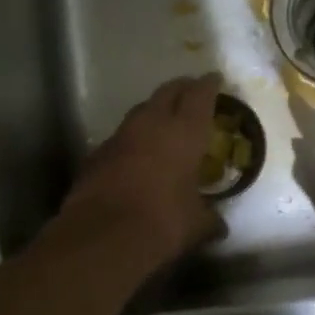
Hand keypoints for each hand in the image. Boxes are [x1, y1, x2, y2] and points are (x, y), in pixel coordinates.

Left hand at [56, 75, 224, 275]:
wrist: (102, 236)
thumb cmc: (163, 223)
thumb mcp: (196, 225)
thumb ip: (209, 219)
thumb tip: (218, 226)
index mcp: (184, 132)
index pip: (200, 95)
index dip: (209, 85)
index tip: (214, 78)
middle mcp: (151, 124)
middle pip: (167, 92)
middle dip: (182, 88)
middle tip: (192, 90)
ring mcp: (120, 137)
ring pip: (141, 111)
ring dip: (154, 111)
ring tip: (165, 120)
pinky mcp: (96, 155)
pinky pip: (121, 138)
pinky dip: (133, 140)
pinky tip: (137, 154)